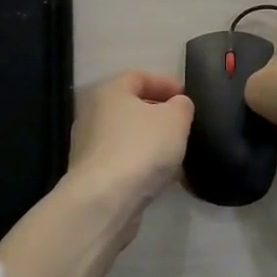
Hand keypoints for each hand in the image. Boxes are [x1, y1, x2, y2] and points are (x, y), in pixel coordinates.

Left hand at [64, 69, 194, 213]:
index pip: (139, 76)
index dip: (165, 82)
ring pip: (126, 135)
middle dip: (158, 113)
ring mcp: (89, 146)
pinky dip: (141, 162)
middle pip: (130, 106)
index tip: (187, 97)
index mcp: (109, 91)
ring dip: (150, 141)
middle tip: (183, 124)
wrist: (105, 200)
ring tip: (175, 152)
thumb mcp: (175, 119)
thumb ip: (182, 106)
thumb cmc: (141, 148)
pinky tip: (159, 175)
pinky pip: (122, 160)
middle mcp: (92, 114)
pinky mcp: (91, 174)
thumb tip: (178, 105)